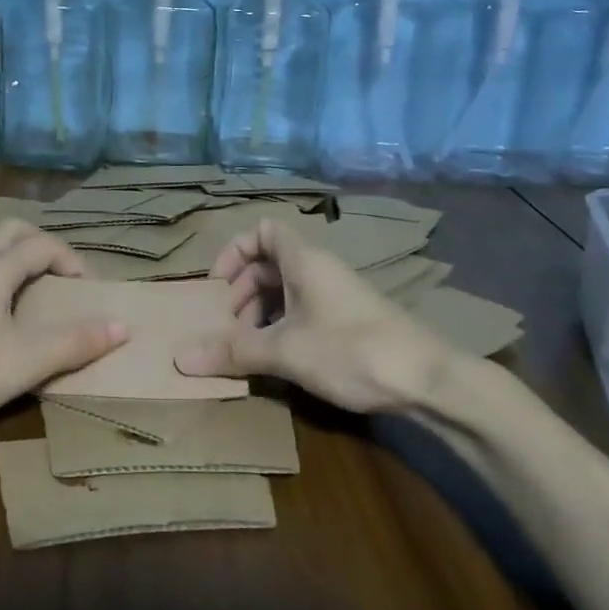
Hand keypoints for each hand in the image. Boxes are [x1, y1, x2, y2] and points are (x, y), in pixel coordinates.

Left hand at [0, 219, 126, 438]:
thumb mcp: (25, 362)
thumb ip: (75, 343)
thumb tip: (123, 326)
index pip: (41, 244)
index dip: (72, 260)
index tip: (89, 292)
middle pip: (11, 230)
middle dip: (44, 245)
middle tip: (64, 279)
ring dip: (18, 257)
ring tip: (37, 291)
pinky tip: (2, 314)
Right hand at [174, 219, 452, 413]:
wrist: (429, 379)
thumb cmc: (351, 350)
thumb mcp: (285, 351)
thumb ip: (233, 352)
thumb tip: (180, 359)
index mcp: (304, 259)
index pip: (262, 230)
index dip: (235, 251)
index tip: (218, 287)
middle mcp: (320, 268)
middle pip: (270, 262)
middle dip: (242, 290)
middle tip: (229, 324)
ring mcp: (338, 294)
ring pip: (288, 288)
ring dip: (262, 311)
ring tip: (250, 346)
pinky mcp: (351, 320)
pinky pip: (305, 309)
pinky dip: (284, 325)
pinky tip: (280, 358)